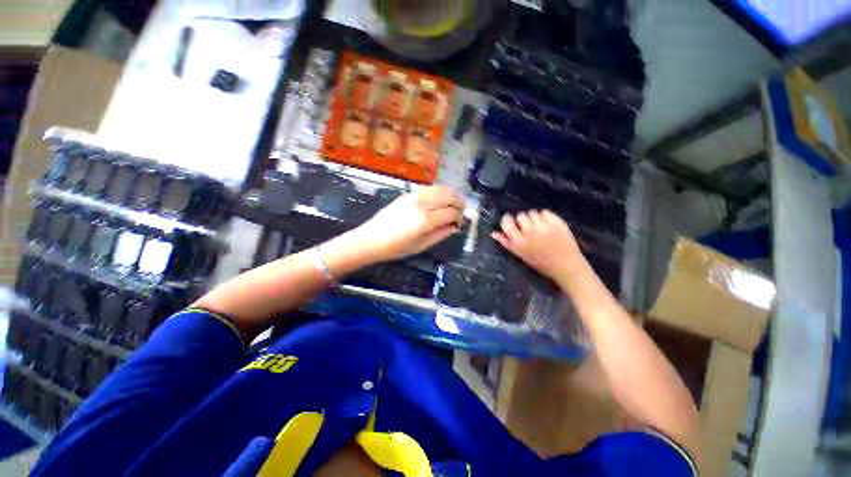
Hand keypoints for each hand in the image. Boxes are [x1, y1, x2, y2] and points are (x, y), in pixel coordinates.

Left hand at [353, 186, 464, 261]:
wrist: (371, 239)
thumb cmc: (396, 248)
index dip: (460, 217)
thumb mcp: (421, 245)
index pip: (452, 212)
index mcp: (425, 220)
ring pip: (441, 188)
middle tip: (462, 212)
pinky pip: (429, 188)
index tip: (461, 223)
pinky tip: (439, 200)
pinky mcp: (408, 193)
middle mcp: (422, 203)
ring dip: (451, 195)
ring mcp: (414, 195)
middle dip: (460, 202)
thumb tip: (456, 227)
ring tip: (453, 205)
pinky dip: (439, 191)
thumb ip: (441, 234)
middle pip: (449, 195)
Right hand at [492, 210, 582, 279]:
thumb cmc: (541, 263)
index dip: (507, 220)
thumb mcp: (520, 254)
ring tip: (539, 227)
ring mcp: (544, 226)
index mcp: (519, 241)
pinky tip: (547, 225)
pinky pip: (545, 212)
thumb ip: (506, 243)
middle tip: (528, 228)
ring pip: (533, 213)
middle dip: (522, 221)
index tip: (511, 222)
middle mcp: (530, 232)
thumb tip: (494, 233)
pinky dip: (545, 216)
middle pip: (520, 216)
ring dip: (534, 218)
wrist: (566, 266)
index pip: (507, 223)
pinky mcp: (557, 222)